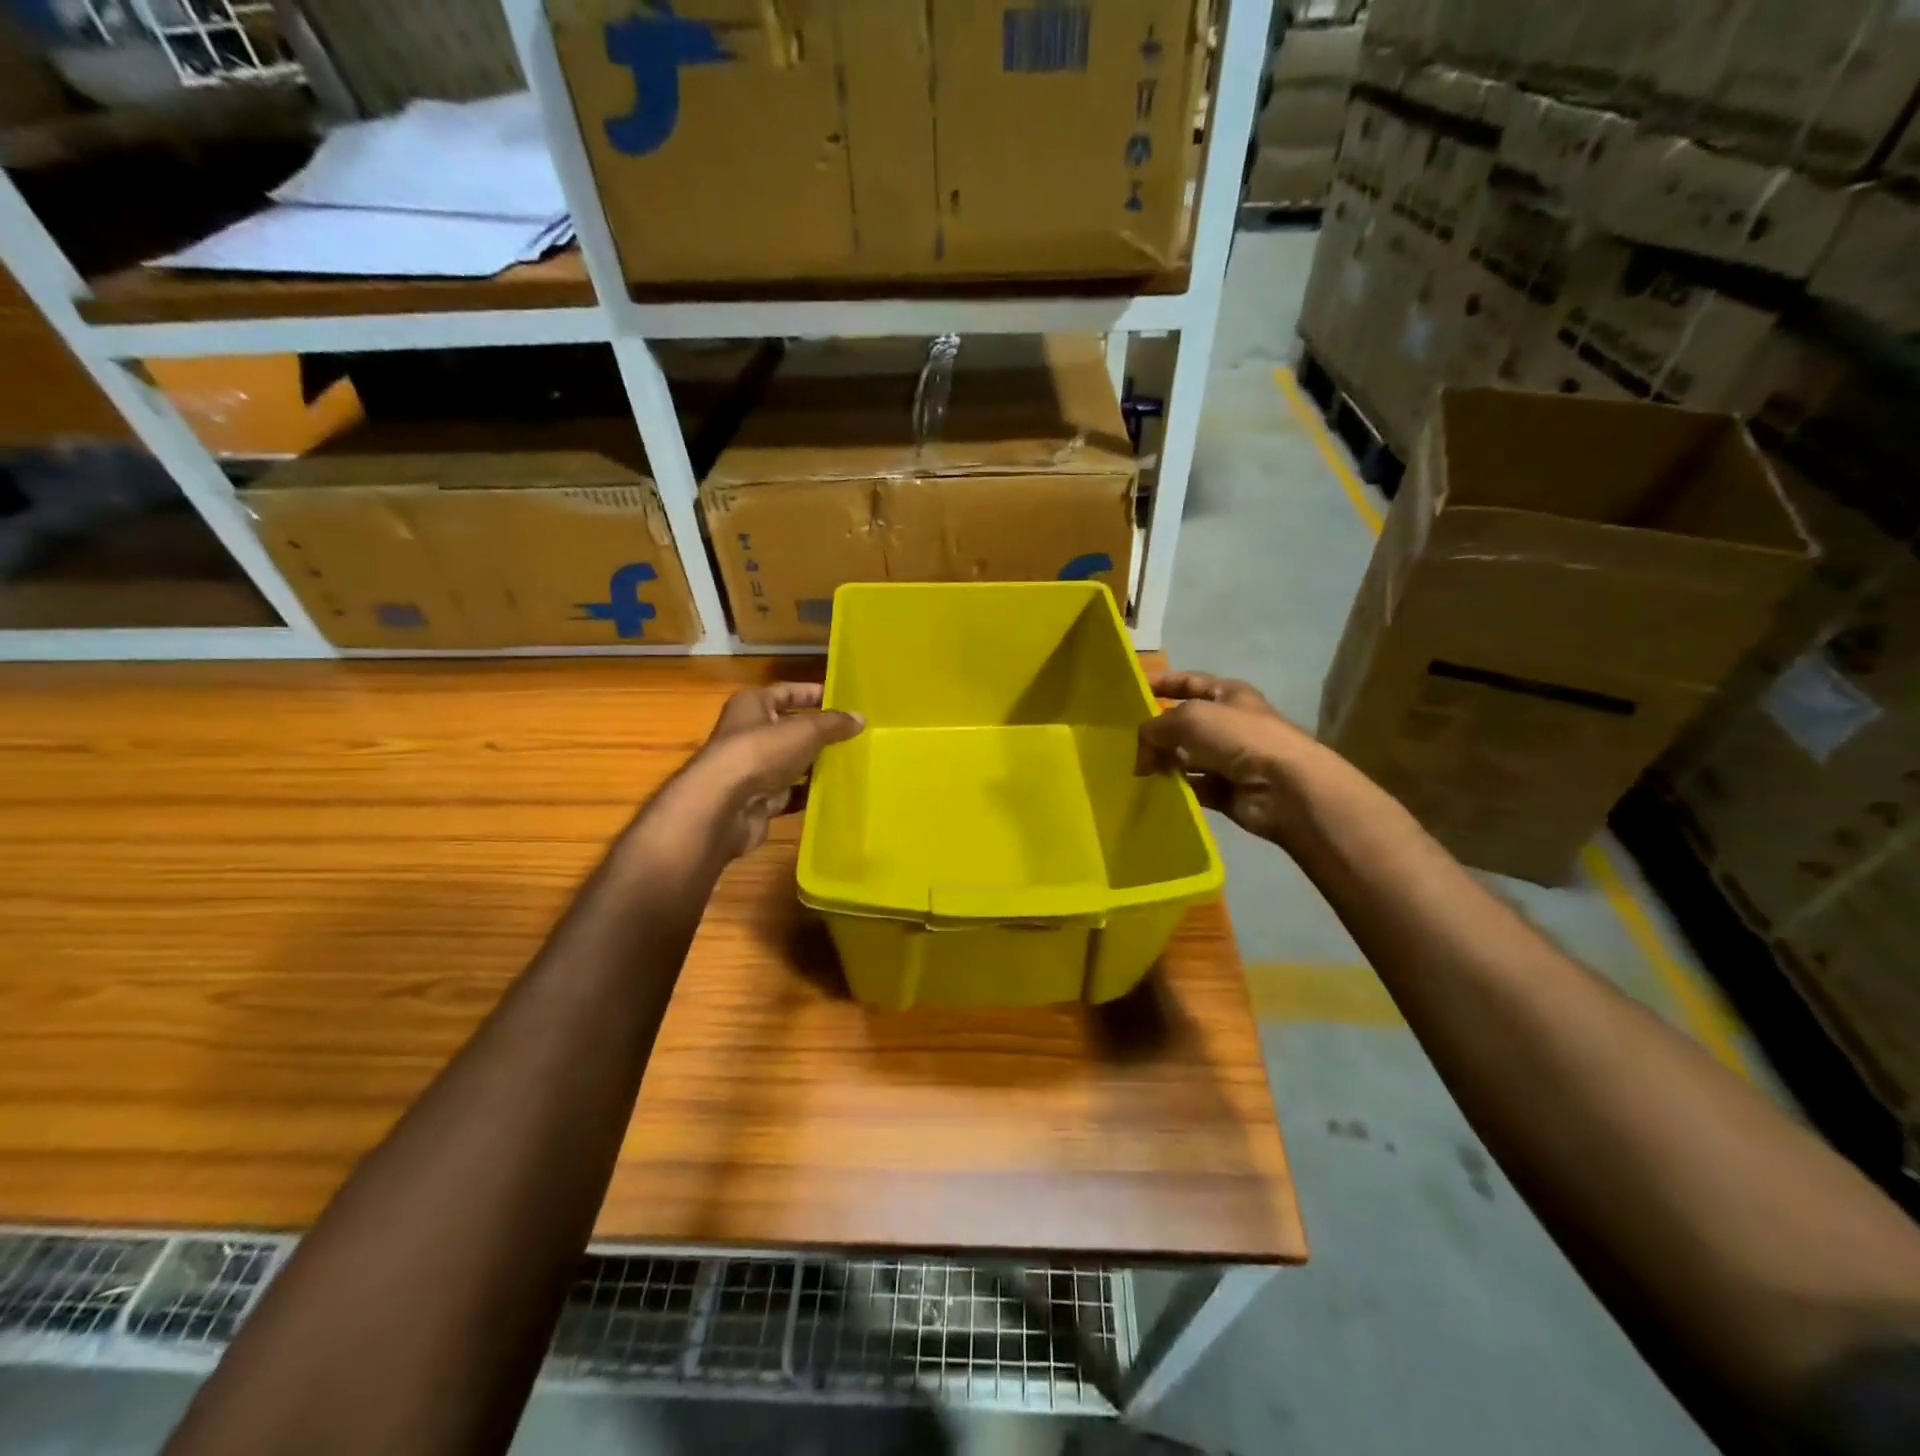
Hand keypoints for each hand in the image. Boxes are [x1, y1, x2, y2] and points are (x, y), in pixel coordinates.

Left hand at [677, 683, 863, 857]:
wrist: (723, 807)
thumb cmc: (760, 753)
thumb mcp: (805, 730)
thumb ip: (833, 724)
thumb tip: (860, 718)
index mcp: (752, 705)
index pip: (787, 691)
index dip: (813, 694)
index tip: (843, 700)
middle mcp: (749, 734)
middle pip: (790, 729)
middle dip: (820, 733)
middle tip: (855, 735)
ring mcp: (752, 769)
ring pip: (792, 763)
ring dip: (817, 764)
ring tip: (852, 763)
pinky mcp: (758, 800)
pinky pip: (790, 793)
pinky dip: (808, 794)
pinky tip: (835, 793)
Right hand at [1134, 671, 1317, 843]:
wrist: (1284, 787)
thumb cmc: (1238, 737)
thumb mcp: (1189, 717)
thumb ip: (1155, 728)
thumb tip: (1141, 754)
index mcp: (1227, 694)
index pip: (1188, 682)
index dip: (1161, 683)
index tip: (1131, 692)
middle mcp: (1228, 723)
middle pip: (1183, 723)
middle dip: (1156, 731)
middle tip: (1124, 743)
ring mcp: (1228, 758)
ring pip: (1184, 757)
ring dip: (1162, 762)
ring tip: (1136, 771)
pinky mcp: (1226, 790)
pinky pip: (1192, 786)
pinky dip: (1174, 788)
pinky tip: (1153, 791)